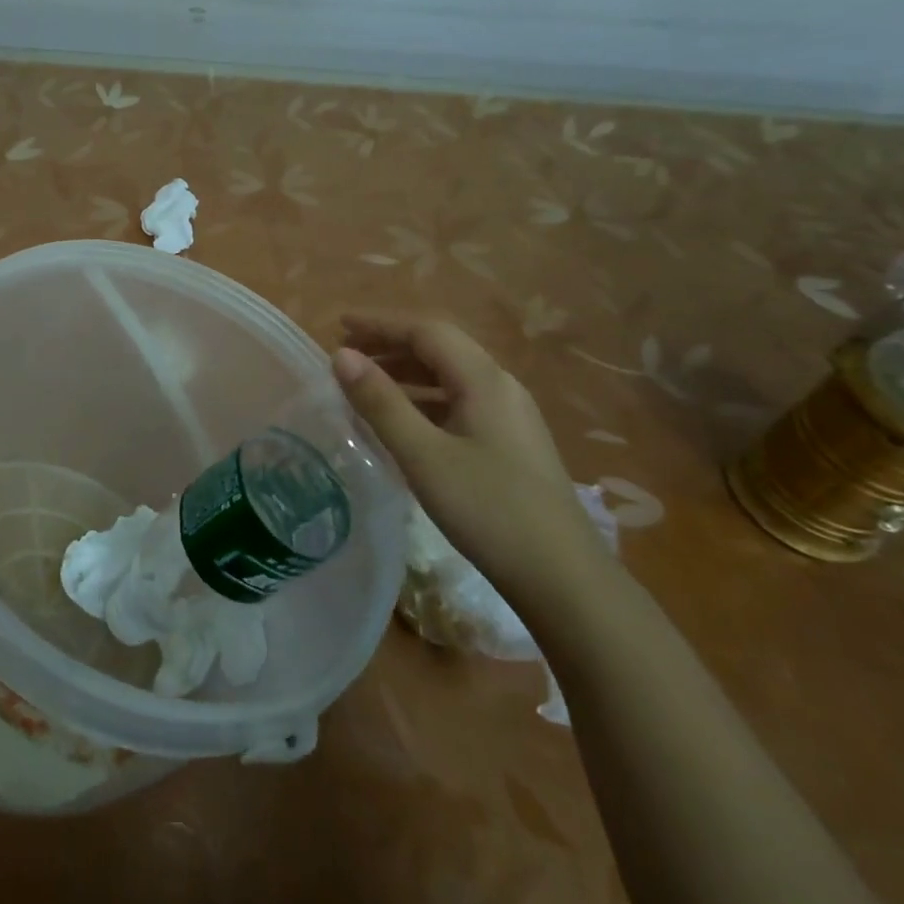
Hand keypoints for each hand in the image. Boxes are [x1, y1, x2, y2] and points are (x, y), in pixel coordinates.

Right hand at [333, 313, 614, 610]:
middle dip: (391, 345)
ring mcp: (511, 416)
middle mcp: (501, 387)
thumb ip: (381, 402)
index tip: (339, 325)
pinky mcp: (512, 444)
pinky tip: (403, 423)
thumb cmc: (488, 510)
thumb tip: (341, 356)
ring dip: (407, 372)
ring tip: (366, 384)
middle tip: (346, 355)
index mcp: (484, 380)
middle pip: (440, 349)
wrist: (564, 579)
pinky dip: (424, 399)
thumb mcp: (423, 455)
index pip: (427, 331)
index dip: (380, 324)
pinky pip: (459, 402)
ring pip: (451, 377)